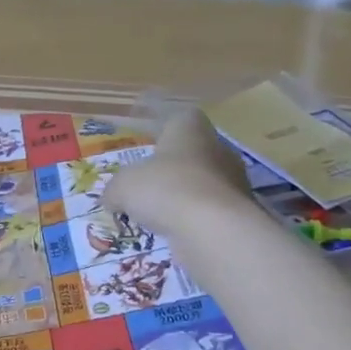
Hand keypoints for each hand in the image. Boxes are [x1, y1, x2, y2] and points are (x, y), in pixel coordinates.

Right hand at [106, 109, 251, 230]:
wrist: (214, 231)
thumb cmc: (165, 189)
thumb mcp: (123, 187)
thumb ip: (115, 189)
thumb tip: (112, 197)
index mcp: (191, 130)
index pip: (182, 117)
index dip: (163, 127)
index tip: (147, 140)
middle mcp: (218, 150)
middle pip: (193, 152)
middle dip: (171, 166)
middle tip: (147, 182)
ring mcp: (233, 183)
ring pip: (203, 183)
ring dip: (183, 195)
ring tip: (157, 213)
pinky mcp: (239, 214)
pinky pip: (211, 211)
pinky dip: (193, 219)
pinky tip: (173, 232)